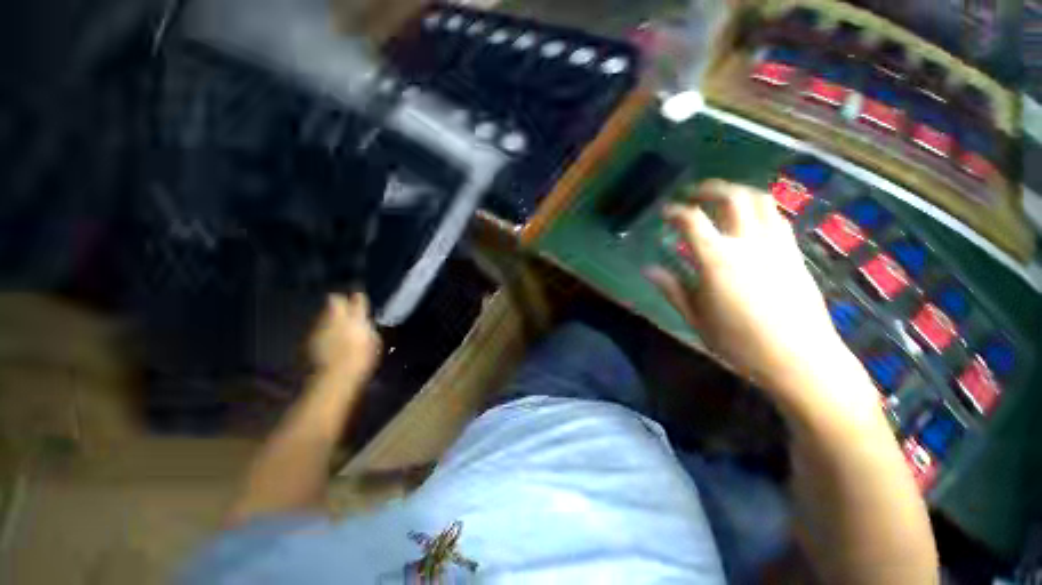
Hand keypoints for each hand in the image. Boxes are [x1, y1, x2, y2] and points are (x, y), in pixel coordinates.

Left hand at [309, 292, 381, 381]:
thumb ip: (368, 328)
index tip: (359, 297)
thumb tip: (365, 323)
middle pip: (333, 299)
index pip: (357, 298)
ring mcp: (319, 327)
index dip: (358, 297)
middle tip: (345, 307)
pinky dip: (322, 330)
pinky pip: (317, 328)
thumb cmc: (362, 359)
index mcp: (356, 316)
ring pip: (324, 313)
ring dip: (330, 316)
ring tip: (337, 325)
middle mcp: (335, 317)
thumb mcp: (374, 342)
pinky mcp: (308, 339)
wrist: (335, 378)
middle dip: (338, 302)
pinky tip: (328, 339)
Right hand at [646, 180, 873, 412]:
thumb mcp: (696, 317)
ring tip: (721, 198)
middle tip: (693, 193)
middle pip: (732, 197)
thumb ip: (672, 289)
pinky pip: (777, 217)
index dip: (676, 211)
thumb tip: (649, 269)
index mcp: (718, 260)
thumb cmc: (739, 342)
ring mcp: (777, 245)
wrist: (800, 359)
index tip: (666, 211)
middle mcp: (749, 243)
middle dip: (709, 188)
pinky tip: (748, 220)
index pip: (692, 221)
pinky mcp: (795, 253)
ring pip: (760, 201)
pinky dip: (758, 208)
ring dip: (737, 192)